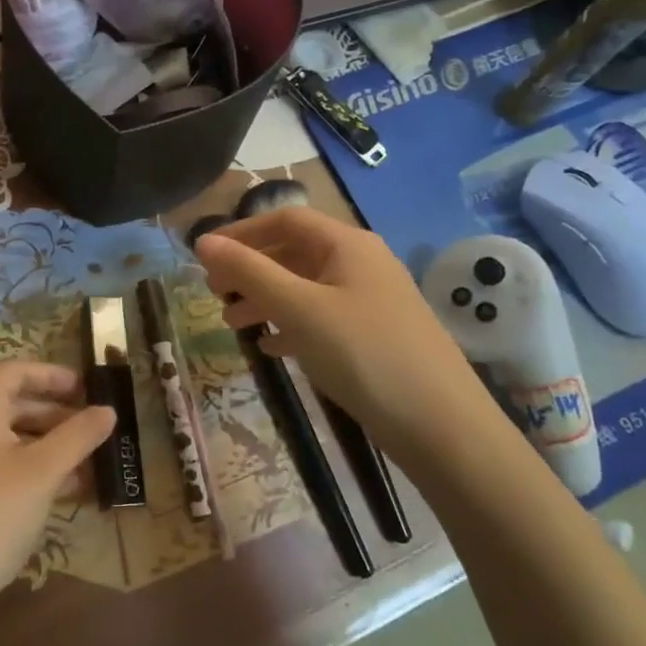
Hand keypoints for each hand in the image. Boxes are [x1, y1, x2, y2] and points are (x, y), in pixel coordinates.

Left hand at [0, 361, 114, 612]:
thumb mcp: (43, 472)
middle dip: (56, 415)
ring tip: (86, 466)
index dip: (52, 374)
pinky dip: (28, 469)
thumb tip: (108, 410)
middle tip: (92, 430)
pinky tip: (60, 493)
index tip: (86, 388)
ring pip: (6, 439)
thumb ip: (78, 436)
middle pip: (11, 405)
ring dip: (46, 447)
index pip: (14, 371)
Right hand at [194, 206, 497, 467]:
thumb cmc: (364, 354)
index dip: (241, 231)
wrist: (442, 426)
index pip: (285, 219)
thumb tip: (203, 241)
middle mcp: (361, 263)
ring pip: (306, 288)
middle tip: (213, 293)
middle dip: (251, 269)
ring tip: (233, 324)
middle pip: (294, 252)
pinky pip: (322, 318)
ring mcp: (371, 301)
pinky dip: (291, 325)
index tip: (204, 255)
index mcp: (347, 245)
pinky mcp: (375, 336)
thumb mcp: (299, 309)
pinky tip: (272, 348)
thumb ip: (249, 272)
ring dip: (266, 300)